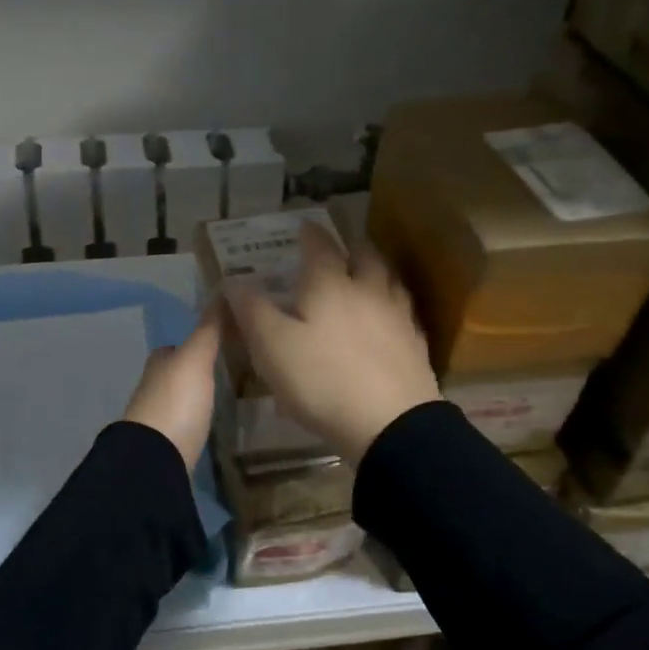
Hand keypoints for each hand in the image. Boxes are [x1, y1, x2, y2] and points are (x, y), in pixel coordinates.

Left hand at [122, 303, 222, 469]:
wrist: (156, 458)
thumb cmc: (176, 401)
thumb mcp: (196, 358)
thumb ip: (209, 329)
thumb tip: (222, 290)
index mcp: (159, 363)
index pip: (176, 347)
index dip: (196, 343)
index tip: (221, 342)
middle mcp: (154, 387)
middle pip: (177, 373)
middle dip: (197, 372)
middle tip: (230, 369)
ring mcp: (158, 418)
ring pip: (181, 398)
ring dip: (197, 396)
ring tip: (227, 395)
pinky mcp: (167, 445)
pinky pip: (184, 423)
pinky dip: (196, 419)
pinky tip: (212, 422)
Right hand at [224, 220, 440, 464]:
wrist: (391, 423)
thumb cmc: (322, 379)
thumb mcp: (271, 346)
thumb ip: (251, 310)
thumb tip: (233, 279)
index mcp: (330, 284)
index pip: (320, 246)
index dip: (309, 234)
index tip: (303, 226)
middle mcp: (368, 290)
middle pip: (365, 256)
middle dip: (350, 248)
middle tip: (339, 248)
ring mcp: (397, 317)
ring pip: (389, 281)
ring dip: (375, 272)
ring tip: (365, 276)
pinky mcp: (415, 345)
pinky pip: (402, 313)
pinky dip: (390, 307)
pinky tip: (386, 320)